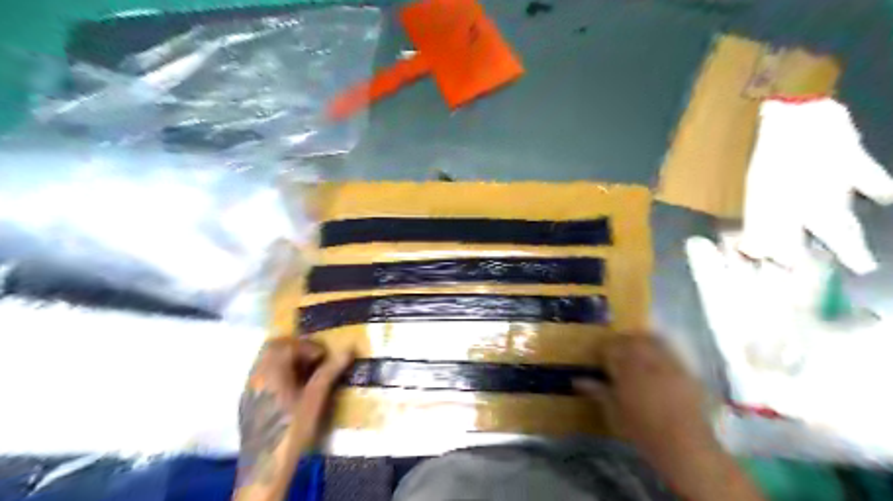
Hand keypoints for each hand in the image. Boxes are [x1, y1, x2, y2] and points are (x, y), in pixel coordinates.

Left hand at [235, 338, 354, 498]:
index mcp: (270, 371)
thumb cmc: (293, 429)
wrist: (266, 466)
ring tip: (307, 373)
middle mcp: (256, 375)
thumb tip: (348, 349)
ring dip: (287, 360)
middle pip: (274, 347)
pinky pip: (263, 375)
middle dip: (297, 348)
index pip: (288, 344)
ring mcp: (249, 388)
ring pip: (266, 361)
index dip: (310, 346)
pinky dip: (278, 373)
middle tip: (316, 360)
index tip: (326, 357)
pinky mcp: (248, 401)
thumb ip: (330, 371)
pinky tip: (292, 389)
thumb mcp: (315, 398)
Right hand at [580, 333, 768, 500]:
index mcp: (626, 367)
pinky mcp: (687, 371)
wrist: (684, 446)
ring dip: (642, 342)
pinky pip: (671, 351)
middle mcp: (647, 359)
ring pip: (652, 340)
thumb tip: (577, 380)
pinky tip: (658, 364)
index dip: (603, 349)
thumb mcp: (614, 412)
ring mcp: (669, 363)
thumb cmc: (642, 430)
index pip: (610, 347)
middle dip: (622, 342)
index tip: (600, 357)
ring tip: (637, 353)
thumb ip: (597, 391)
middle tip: (617, 353)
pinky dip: (661, 351)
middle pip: (632, 339)